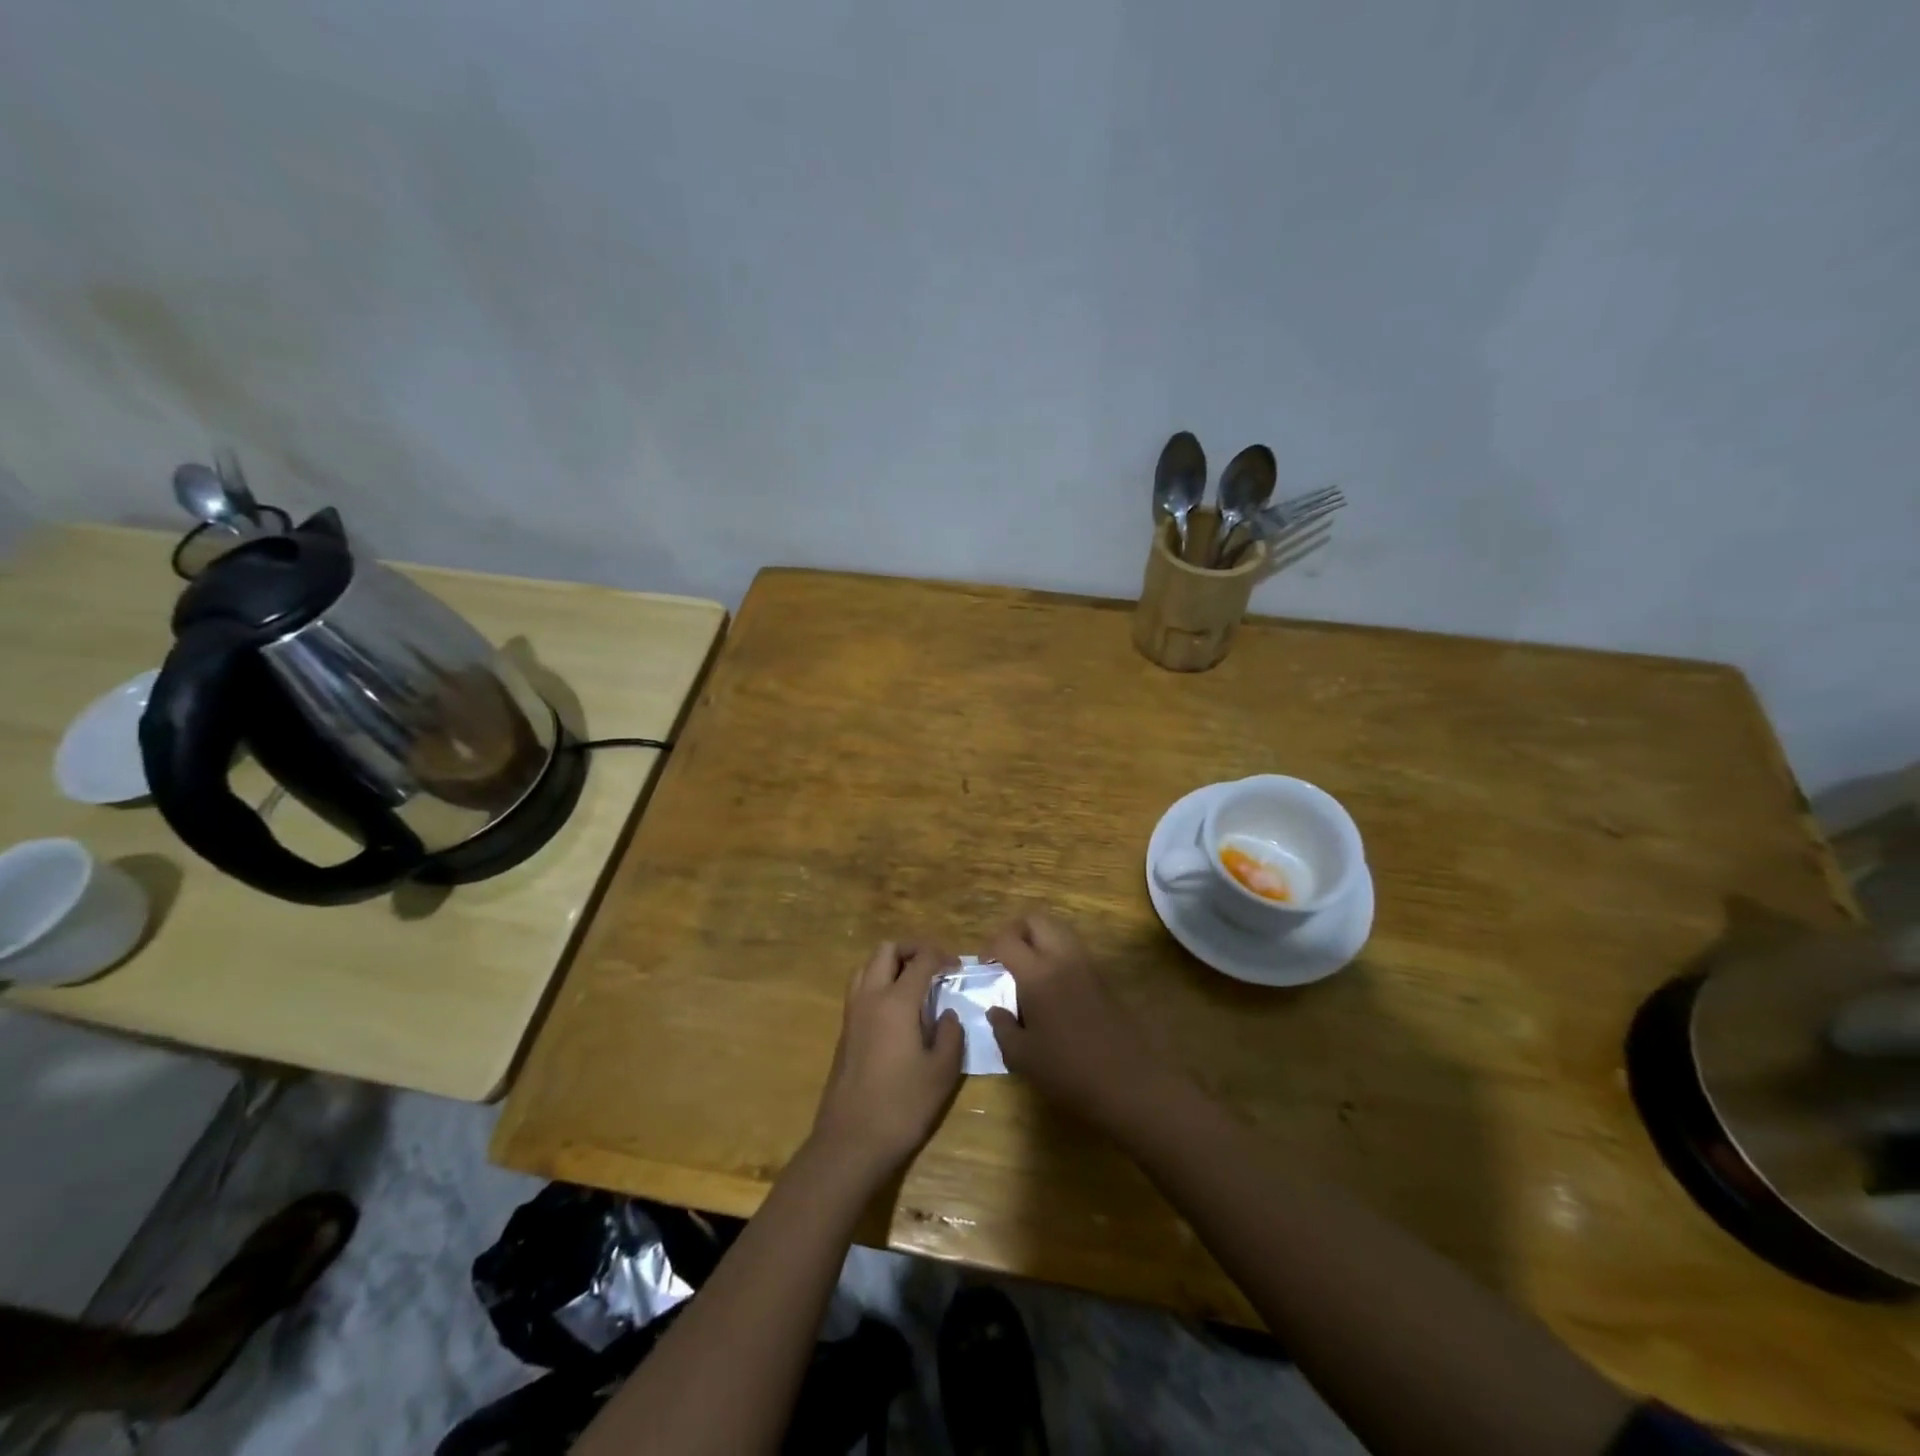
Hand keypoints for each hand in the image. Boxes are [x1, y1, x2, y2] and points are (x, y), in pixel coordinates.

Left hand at [810, 943, 964, 1178]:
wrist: (851, 1141)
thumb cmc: (902, 1106)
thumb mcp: (942, 1072)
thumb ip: (950, 1034)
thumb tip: (947, 1014)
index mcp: (896, 1002)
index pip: (920, 960)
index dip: (941, 956)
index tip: (957, 967)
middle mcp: (870, 997)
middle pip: (886, 950)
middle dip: (912, 949)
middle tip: (933, 965)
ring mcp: (852, 1013)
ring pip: (867, 965)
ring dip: (890, 963)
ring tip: (913, 981)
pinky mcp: (844, 1030)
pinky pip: (859, 988)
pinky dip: (878, 982)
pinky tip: (896, 1008)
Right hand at [985, 913, 1166, 1127]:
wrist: (1130, 1084)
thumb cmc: (1069, 1072)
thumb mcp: (1023, 1057)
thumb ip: (1003, 1028)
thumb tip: (995, 1010)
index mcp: (1038, 974)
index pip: (1006, 940)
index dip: (989, 948)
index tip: (984, 967)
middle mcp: (1063, 958)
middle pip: (1036, 920)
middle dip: (1015, 931)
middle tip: (1005, 957)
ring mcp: (1088, 965)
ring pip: (1059, 930)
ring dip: (1039, 939)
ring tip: (1028, 970)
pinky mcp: (1104, 978)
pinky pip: (1075, 950)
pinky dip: (1058, 954)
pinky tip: (1053, 987)